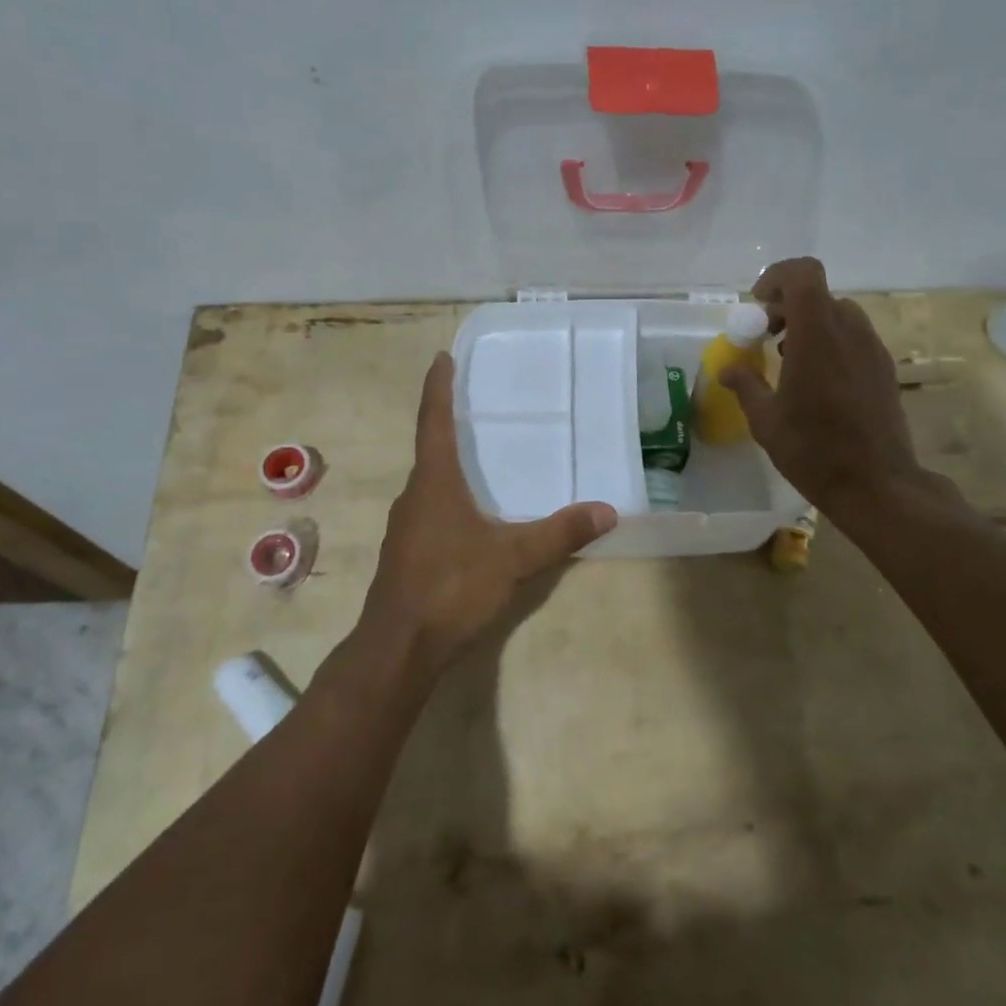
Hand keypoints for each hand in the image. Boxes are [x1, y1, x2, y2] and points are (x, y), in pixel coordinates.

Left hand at [358, 352, 616, 679]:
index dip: (438, 388)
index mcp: (434, 483)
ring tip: (479, 459)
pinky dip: (450, 498)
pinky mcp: (407, 554)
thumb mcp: (512, 558)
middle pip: (430, 450)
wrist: (398, 648)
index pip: (434, 422)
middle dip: (448, 424)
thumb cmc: (450, 588)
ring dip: (449, 466)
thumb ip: (559, 534)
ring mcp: (407, 527)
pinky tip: (471, 517)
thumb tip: (607, 511)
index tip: (442, 358)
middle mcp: (415, 496)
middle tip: (475, 405)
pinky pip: (430, 511)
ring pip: (430, 484)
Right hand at [720, 258, 950, 517]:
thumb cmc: (814, 451)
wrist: (877, 485)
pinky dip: (830, 342)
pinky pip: (853, 337)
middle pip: (817, 294)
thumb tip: (728, 368)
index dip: (777, 277)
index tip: (757, 306)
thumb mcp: (766, 421)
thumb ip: (746, 385)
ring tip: (788, 360)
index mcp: (816, 336)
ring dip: (809, 324)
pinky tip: (817, 381)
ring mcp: (872, 348)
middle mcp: (849, 331)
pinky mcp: (884, 368)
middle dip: (786, 306)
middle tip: (764, 337)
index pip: (803, 274)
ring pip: (837, 314)